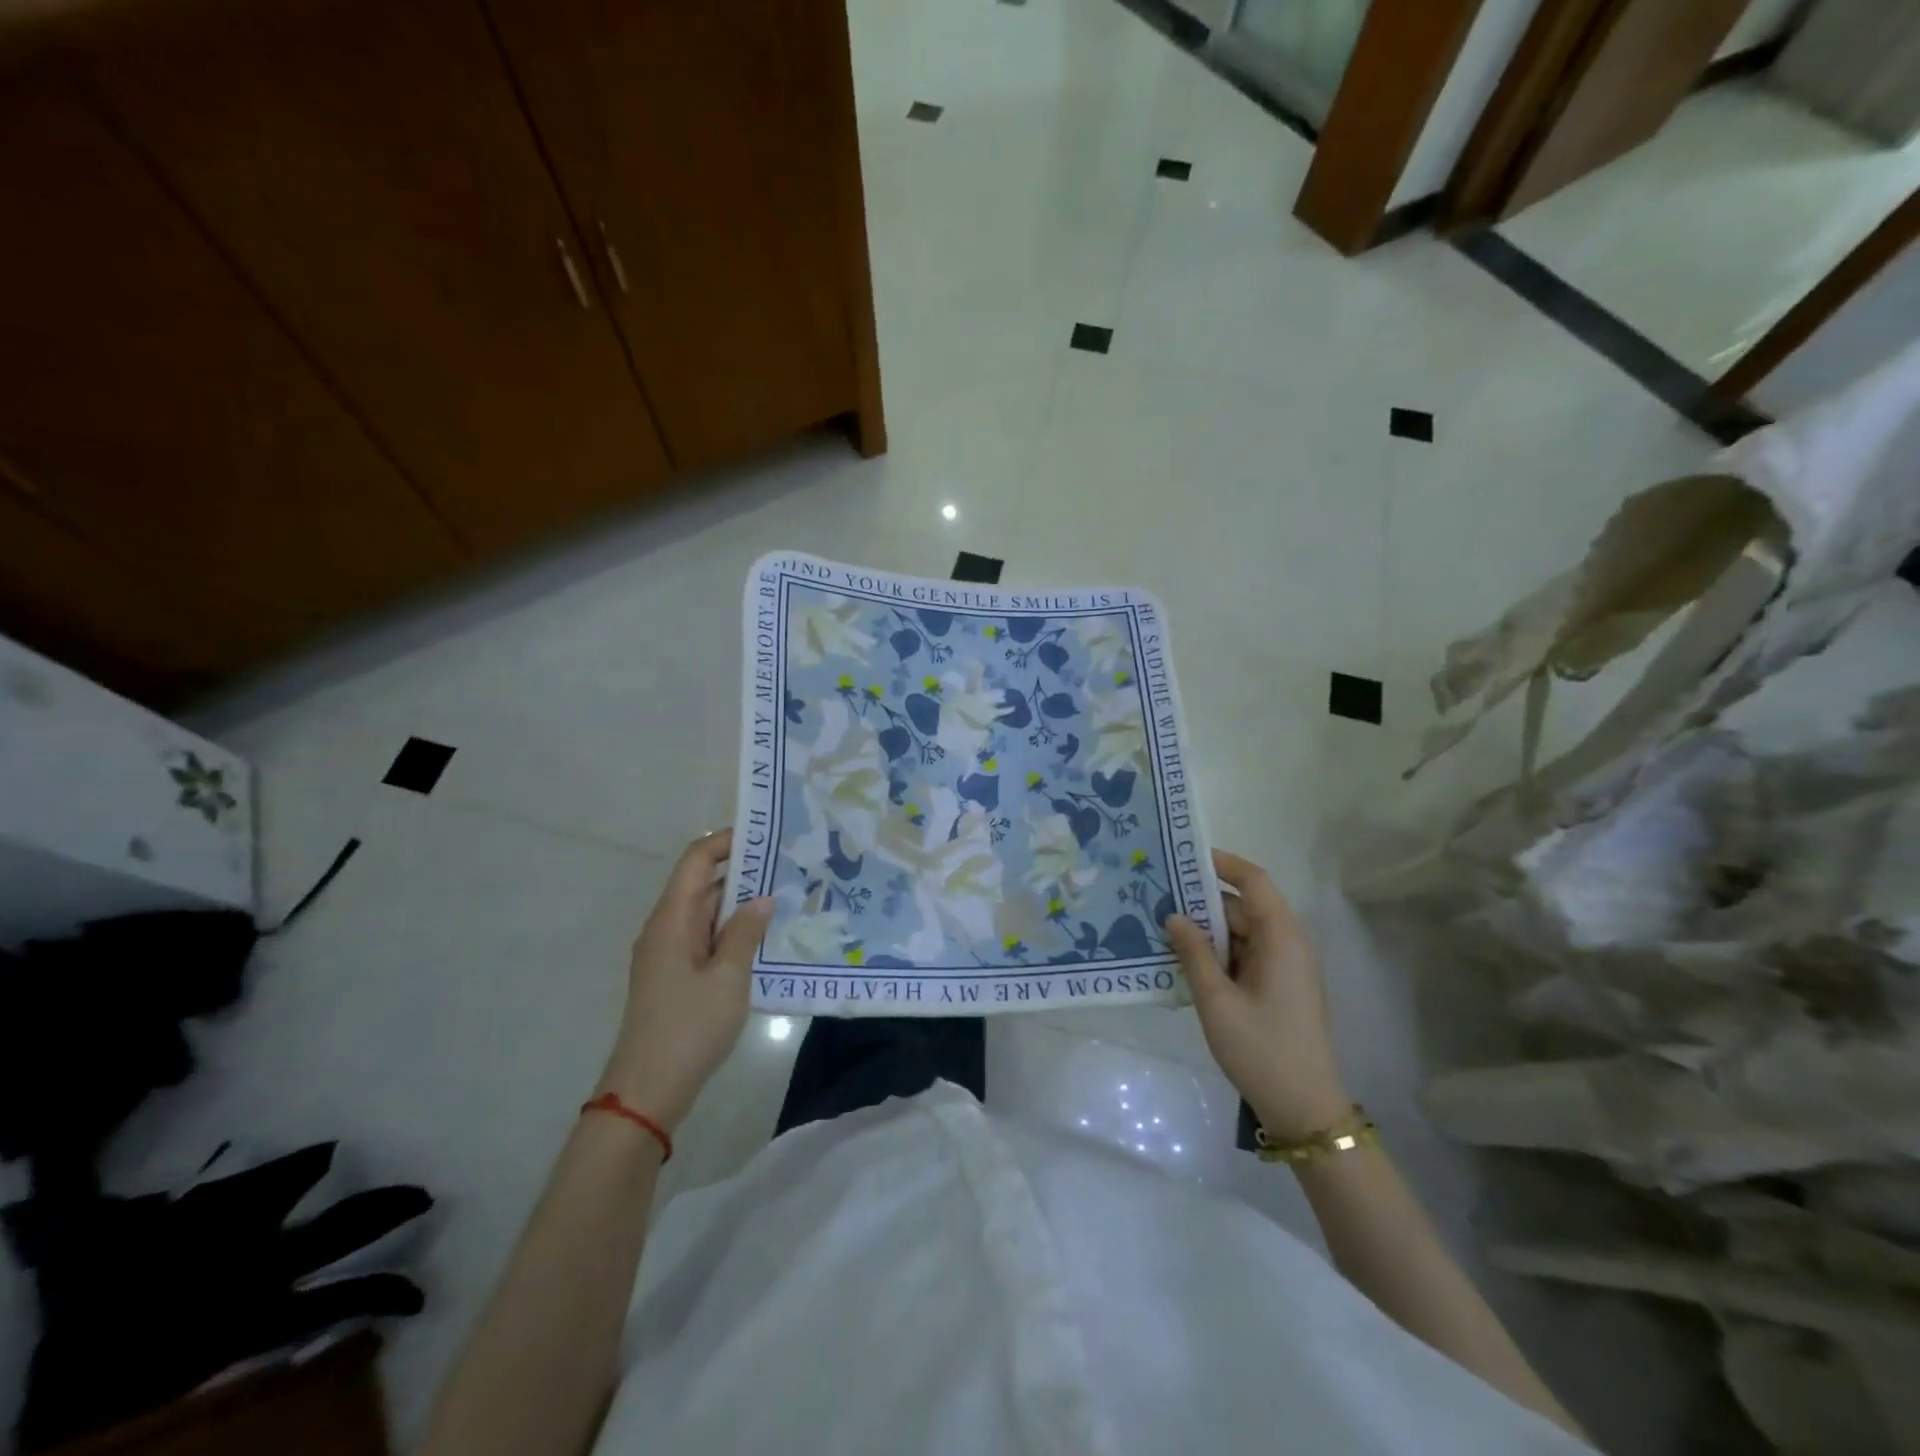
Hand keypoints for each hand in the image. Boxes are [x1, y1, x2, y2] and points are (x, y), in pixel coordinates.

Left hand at [597, 831, 773, 1130]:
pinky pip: (707, 939)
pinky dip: (733, 932)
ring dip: (742, 905)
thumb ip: (746, 933)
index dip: (727, 841)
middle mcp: (666, 928)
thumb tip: (762, 898)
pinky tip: (765, 939)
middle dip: (744, 872)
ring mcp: (669, 953)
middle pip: (703, 884)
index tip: (767, 836)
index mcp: (672, 919)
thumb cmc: (688, 1027)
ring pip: (707, 913)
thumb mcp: (728, 978)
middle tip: (790, 867)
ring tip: (787, 898)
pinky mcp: (676, 976)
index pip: (697, 860)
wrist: (648, 1091)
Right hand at [1166, 851, 1350, 1140]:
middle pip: (1243, 907)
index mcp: (1282, 939)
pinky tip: (1184, 961)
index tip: (1184, 856)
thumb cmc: (1261, 1049)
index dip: (1222, 863)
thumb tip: (1174, 915)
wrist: (1304, 1109)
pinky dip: (1217, 953)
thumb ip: (1193, 953)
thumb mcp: (1217, 1000)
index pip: (1254, 881)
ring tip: (1162, 929)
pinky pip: (1245, 955)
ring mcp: (1285, 967)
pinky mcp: (1279, 987)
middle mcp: (1288, 944)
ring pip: (1242, 932)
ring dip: (1207, 931)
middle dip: (1202, 902)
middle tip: (1157, 899)